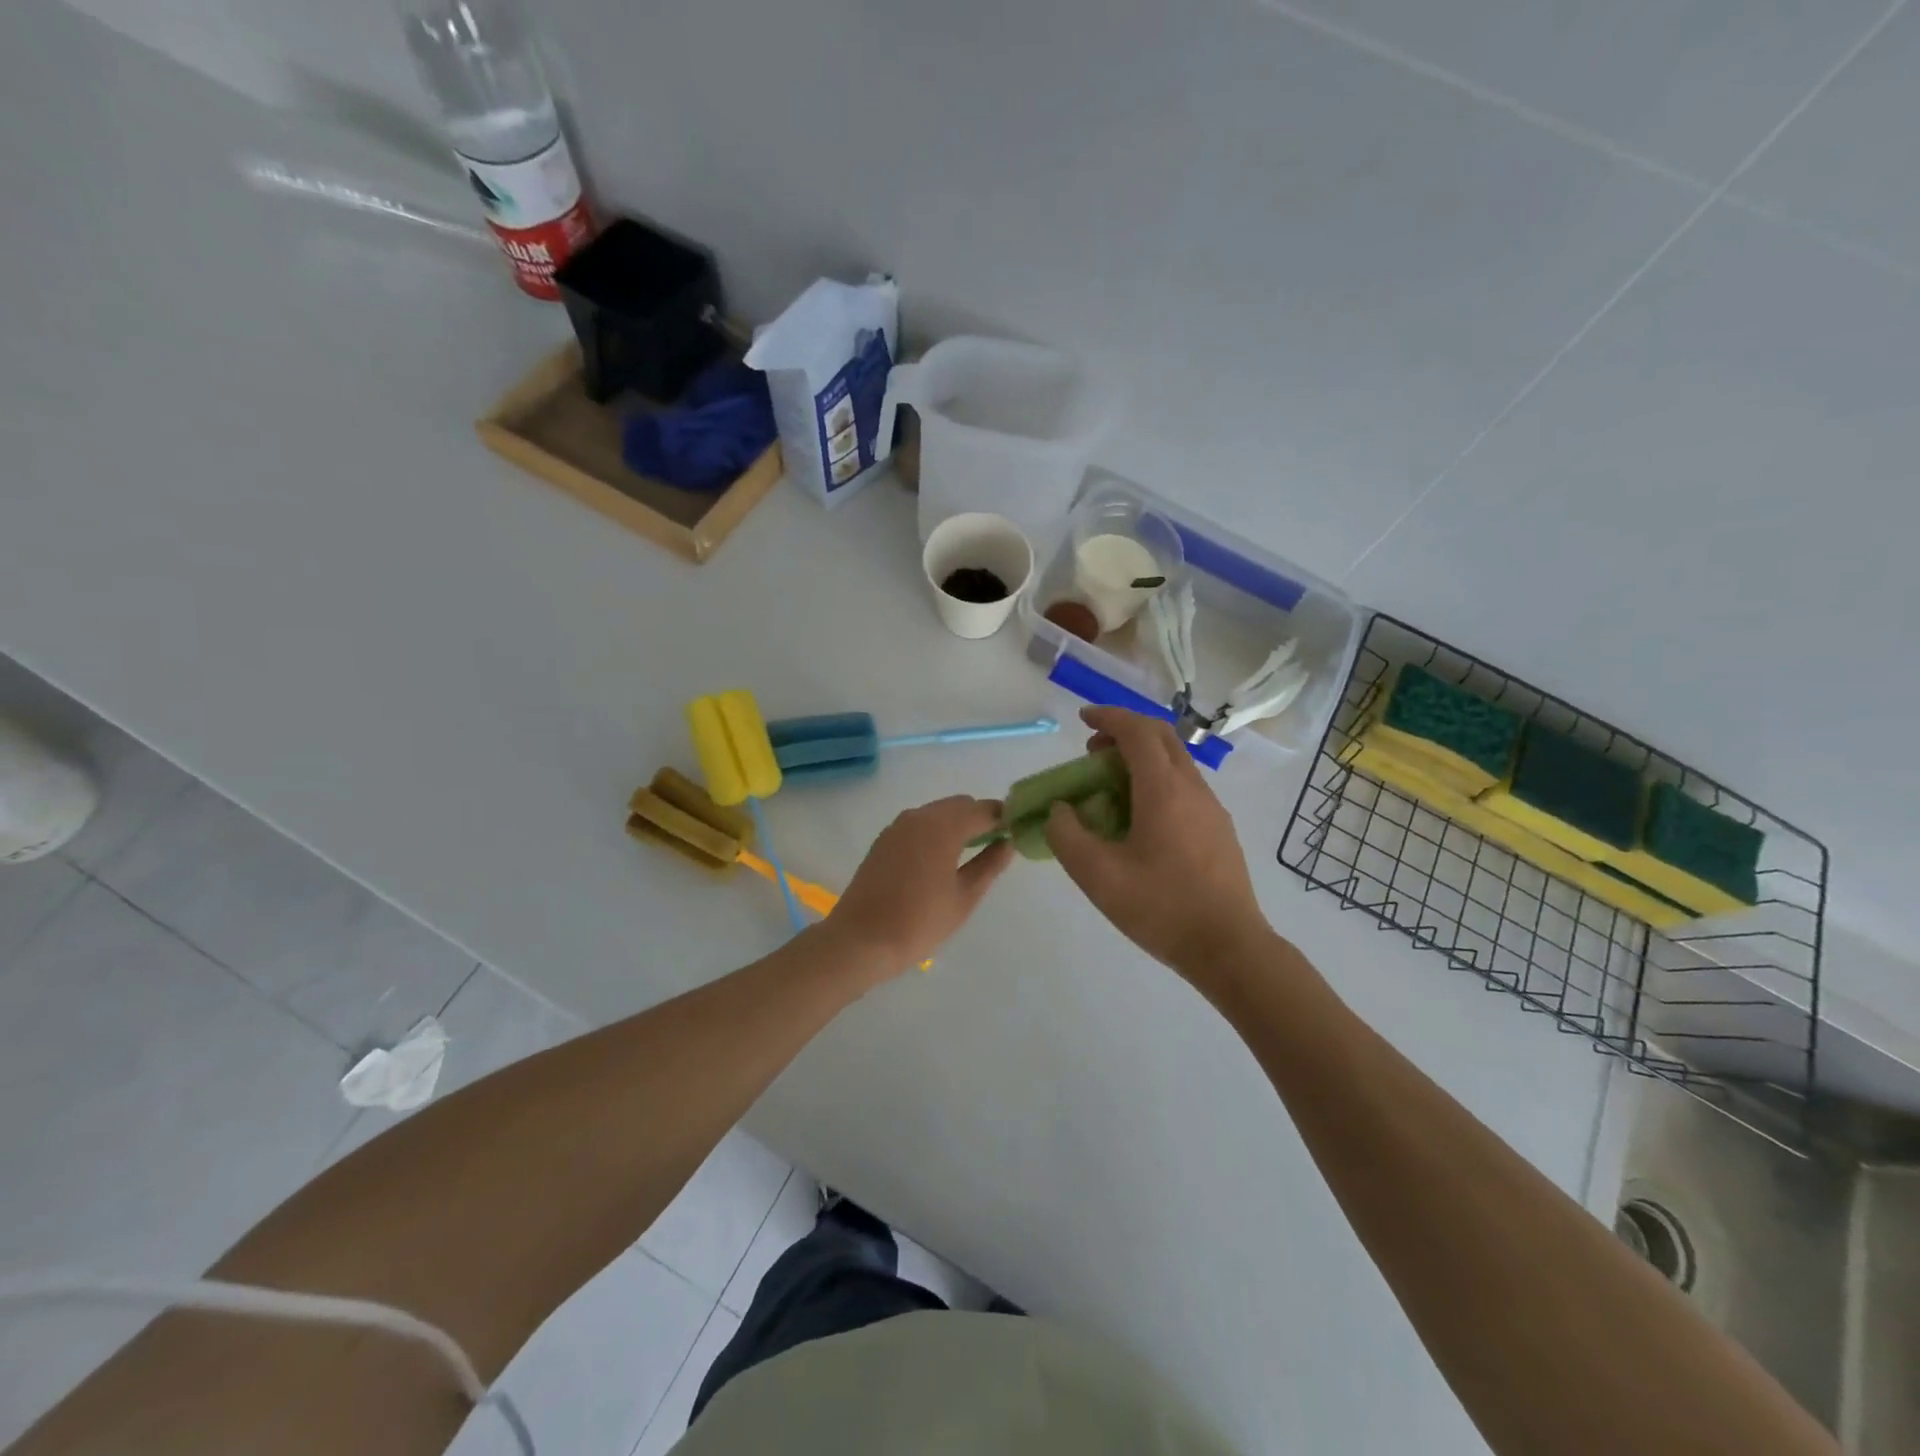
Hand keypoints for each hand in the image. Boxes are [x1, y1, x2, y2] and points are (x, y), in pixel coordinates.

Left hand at [826, 796, 1014, 977]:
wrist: (860, 940)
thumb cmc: (919, 922)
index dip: (1003, 818)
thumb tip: (1007, 843)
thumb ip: (989, 865)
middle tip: (994, 847)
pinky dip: (935, 832)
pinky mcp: (883, 840)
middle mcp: (919, 816)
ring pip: (937, 813)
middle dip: (979, 819)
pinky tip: (938, 861)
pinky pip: (918, 824)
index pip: (983, 809)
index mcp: (943, 827)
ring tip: (968, 856)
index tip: (1016, 833)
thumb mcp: (964, 897)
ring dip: (956, 824)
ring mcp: (897, 826)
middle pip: (959, 805)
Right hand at [1045, 706, 1271, 981]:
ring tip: (1111, 785)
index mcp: (1164, 789)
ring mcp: (1211, 808)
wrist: (1229, 947)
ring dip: (1142, 757)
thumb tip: (1061, 810)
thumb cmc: (1160, 908)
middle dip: (1125, 731)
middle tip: (1094, 750)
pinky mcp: (1219, 829)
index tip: (1082, 718)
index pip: (1137, 731)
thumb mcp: (1097, 875)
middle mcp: (1193, 788)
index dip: (1108, 717)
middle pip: (1161, 736)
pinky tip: (1139, 817)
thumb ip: (1067, 835)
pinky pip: (1184, 786)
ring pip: (1175, 761)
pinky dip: (1156, 780)